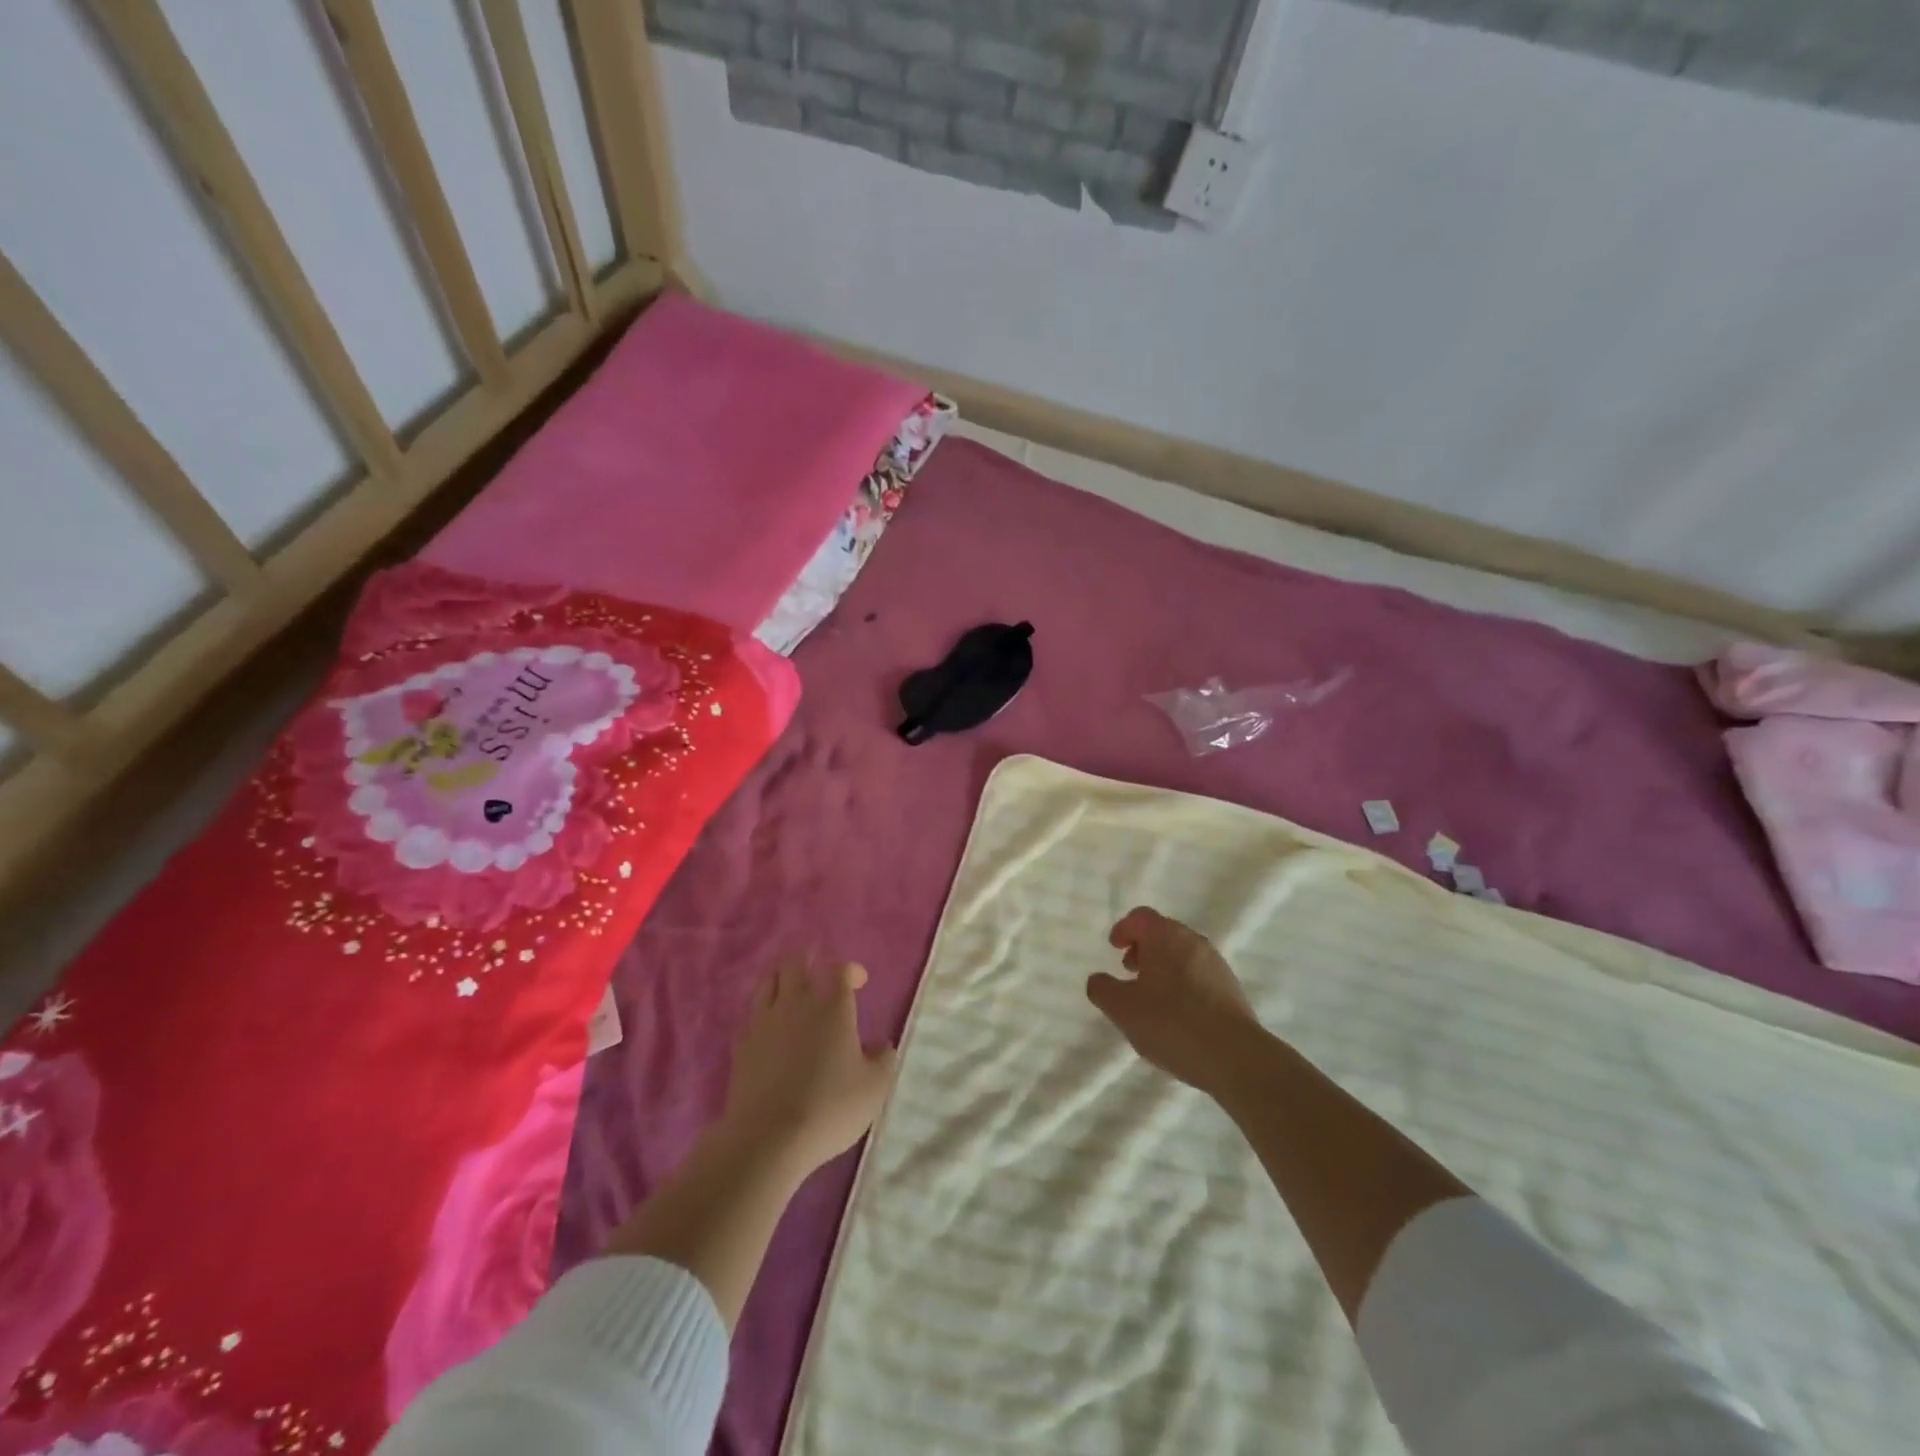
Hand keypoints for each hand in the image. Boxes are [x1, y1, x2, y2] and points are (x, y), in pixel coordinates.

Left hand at [719, 961, 897, 1178]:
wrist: (767, 1138)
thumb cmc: (829, 1107)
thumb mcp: (874, 1088)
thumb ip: (883, 1060)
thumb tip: (882, 1046)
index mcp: (832, 1006)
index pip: (840, 970)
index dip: (851, 970)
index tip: (859, 981)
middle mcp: (796, 1003)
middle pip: (796, 963)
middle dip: (809, 960)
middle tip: (818, 968)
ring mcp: (764, 1021)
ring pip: (769, 981)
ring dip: (783, 977)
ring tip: (791, 986)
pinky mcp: (741, 1044)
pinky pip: (751, 1012)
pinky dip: (762, 1009)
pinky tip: (768, 1022)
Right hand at [1087, 907, 1265, 1095]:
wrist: (1234, 1056)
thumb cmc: (1171, 1023)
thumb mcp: (1123, 1009)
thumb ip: (1102, 989)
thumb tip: (1098, 980)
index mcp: (1165, 937)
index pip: (1141, 917)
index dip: (1124, 929)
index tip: (1114, 948)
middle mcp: (1193, 941)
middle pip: (1163, 932)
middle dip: (1143, 947)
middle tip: (1130, 971)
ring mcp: (1216, 964)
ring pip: (1182, 953)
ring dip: (1163, 966)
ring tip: (1152, 997)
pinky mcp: (1231, 988)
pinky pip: (1199, 974)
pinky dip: (1182, 982)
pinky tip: (1177, 1014)